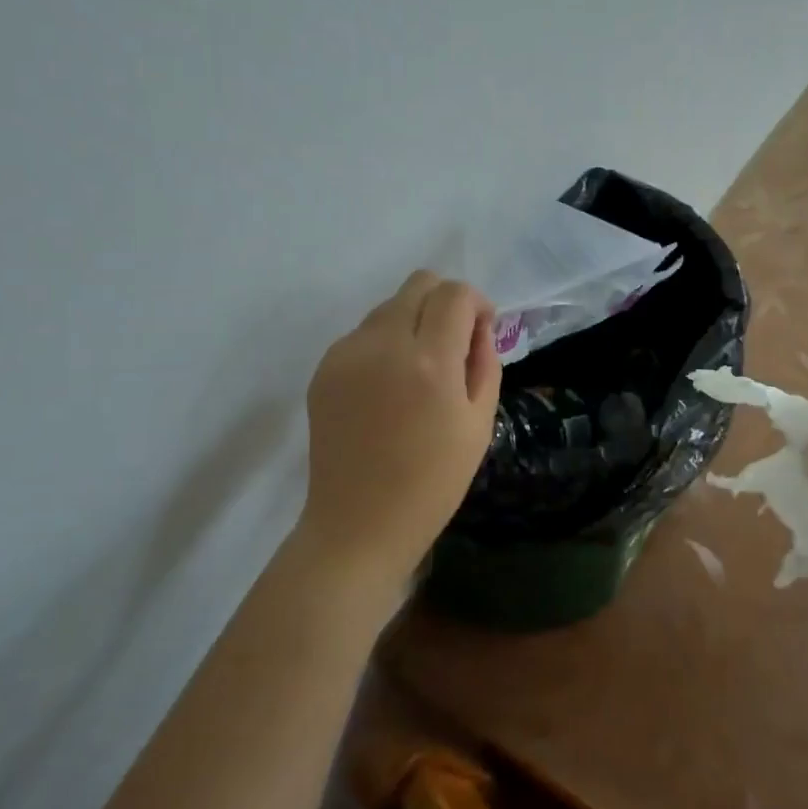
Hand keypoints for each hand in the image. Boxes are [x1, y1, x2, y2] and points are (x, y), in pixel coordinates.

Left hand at [297, 270, 501, 600]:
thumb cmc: (432, 483)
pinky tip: (388, 388)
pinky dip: (384, 344)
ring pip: (389, 306)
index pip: (455, 294)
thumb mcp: (479, 423)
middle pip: (419, 283)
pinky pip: (363, 334)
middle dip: (445, 302)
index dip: (477, 303)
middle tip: (453, 344)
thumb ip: (485, 362)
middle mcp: (383, 344)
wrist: (358, 525)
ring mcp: (346, 354)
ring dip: (413, 322)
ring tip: (419, 371)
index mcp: (429, 361)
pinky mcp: (323, 369)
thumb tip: (478, 326)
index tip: (481, 332)